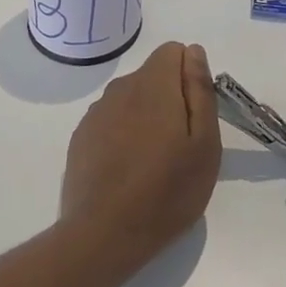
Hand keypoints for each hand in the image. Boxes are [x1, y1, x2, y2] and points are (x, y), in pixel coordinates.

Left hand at [60, 42, 221, 275]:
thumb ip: (199, 90)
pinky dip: (123, 133)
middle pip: (152, 75)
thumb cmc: (167, 191)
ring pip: (131, 98)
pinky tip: (128, 170)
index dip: (189, 76)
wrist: (104, 235)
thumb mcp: (204, 143)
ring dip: (146, 116)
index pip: (173, 51)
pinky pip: (112, 120)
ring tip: (154, 162)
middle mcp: (121, 88)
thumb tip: (194, 52)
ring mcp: (97, 112)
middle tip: (180, 145)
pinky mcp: (82, 137)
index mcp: (154, 84)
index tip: (194, 114)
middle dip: (170, 97)